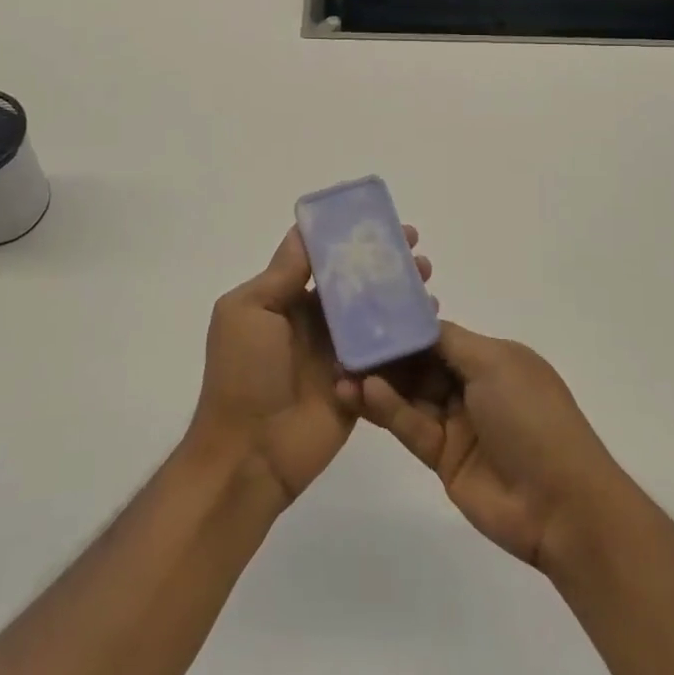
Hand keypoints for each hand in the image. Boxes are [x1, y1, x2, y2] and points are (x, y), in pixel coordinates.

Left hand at [188, 224, 431, 506]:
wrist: (250, 454)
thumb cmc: (243, 374)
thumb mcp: (249, 311)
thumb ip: (282, 274)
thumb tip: (305, 230)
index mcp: (285, 300)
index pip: (322, 258)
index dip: (348, 238)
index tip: (379, 221)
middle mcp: (314, 321)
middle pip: (355, 282)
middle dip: (383, 262)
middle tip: (415, 245)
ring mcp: (339, 353)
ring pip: (375, 313)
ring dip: (401, 292)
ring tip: (426, 276)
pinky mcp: (361, 383)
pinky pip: (387, 353)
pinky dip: (408, 334)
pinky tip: (430, 317)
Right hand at [351, 322, 628, 571]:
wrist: (560, 504)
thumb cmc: (532, 417)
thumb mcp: (495, 364)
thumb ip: (449, 342)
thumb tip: (415, 321)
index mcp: (492, 359)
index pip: (439, 335)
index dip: (406, 325)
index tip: (367, 310)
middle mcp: (473, 386)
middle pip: (420, 364)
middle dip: (385, 353)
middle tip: (342, 341)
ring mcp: (458, 424)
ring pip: (410, 395)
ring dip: (378, 382)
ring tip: (340, 370)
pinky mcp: (443, 458)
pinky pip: (411, 426)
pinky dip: (387, 410)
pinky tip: (362, 393)